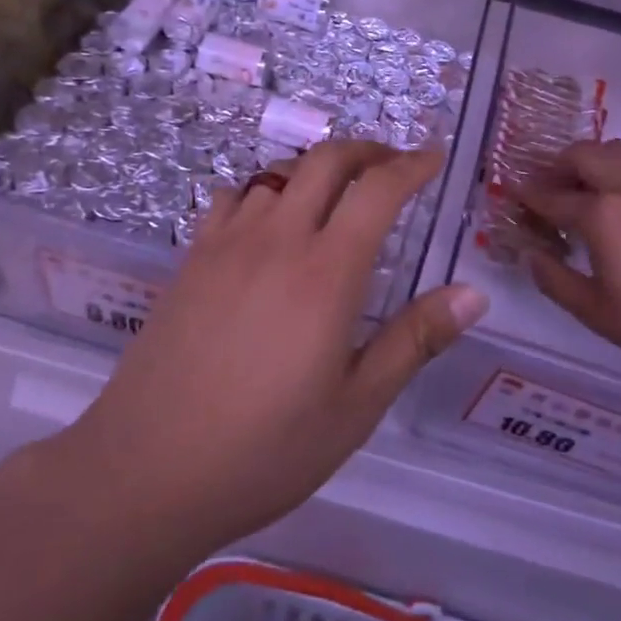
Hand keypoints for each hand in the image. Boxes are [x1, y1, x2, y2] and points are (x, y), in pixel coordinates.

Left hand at [79, 141, 488, 552]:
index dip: (413, 165)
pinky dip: (265, 189)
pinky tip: (270, 220)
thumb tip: (474, 294)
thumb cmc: (264, 449)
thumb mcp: (356, 406)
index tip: (434, 157)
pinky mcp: (192, 258)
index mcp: (327, 274)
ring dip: (317, 168)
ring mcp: (227, 243)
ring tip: (337, 192)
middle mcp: (278, 240)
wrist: (146, 471)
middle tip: (393, 164)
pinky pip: (235, 196)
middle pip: (326, 160)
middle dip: (368, 150)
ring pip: (278, 172)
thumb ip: (415, 340)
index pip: (378, 190)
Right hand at [517, 139, 620, 385]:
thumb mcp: (598, 313)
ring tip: (580, 190)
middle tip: (544, 188)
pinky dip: (617, 172)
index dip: (527, 195)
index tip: (510, 192)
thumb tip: (531, 255)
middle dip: (556, 165)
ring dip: (589, 161)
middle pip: (583, 154)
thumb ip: (555, 280)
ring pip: (616, 151)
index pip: (552, 196)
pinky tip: (620, 207)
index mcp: (603, 215)